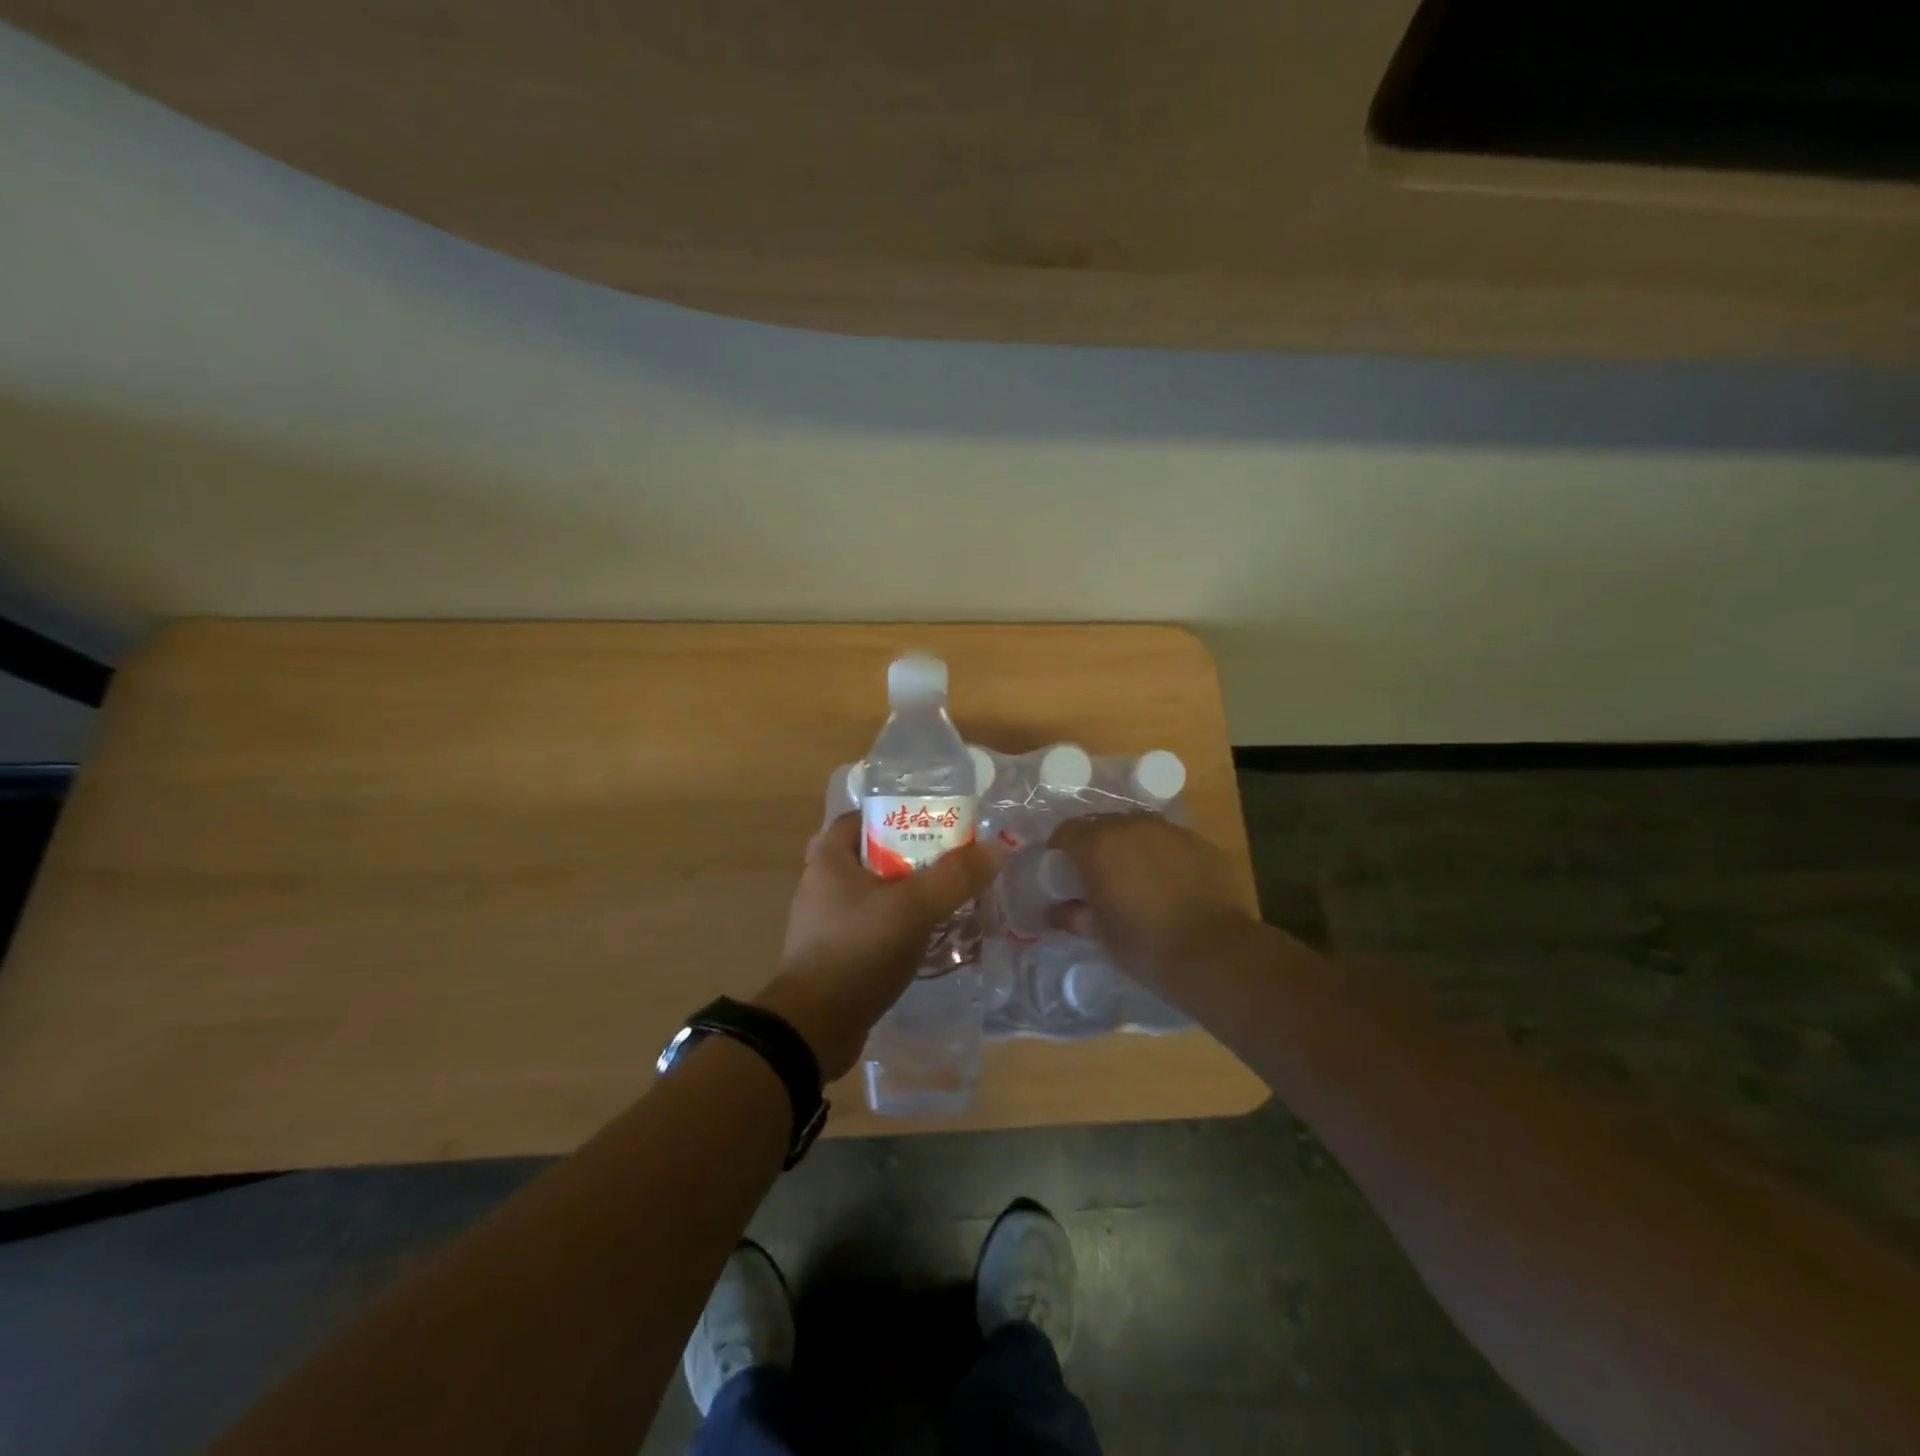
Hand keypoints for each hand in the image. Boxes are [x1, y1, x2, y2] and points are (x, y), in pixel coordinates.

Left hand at [755, 813, 999, 1079]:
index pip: (864, 817)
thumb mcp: (913, 908)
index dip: (899, 814)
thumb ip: (955, 877)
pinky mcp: (836, 954)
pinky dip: (899, 927)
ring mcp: (826, 922)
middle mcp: (822, 884)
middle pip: (875, 856)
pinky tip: (929, 939)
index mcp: (829, 859)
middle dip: (913, 858)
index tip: (936, 824)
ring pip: (877, 895)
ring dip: (910, 896)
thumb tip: (994, 849)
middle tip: (951, 864)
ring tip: (949, 901)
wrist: (814, 1029)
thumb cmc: (858, 952)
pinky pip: (874, 927)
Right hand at [1046, 814, 1259, 993]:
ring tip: (1136, 880)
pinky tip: (1169, 885)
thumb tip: (1056, 912)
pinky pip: (1170, 843)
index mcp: (1099, 844)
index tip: (1062, 873)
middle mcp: (1133, 826)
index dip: (1060, 850)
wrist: (1215, 952)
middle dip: (1096, 846)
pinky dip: (1162, 857)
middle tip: (1098, 877)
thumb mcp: (1099, 934)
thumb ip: (1073, 915)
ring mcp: (1171, 832)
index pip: (1067, 831)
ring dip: (1131, 848)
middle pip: (1103, 825)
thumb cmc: (1144, 944)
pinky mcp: (1201, 844)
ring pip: (1139, 831)